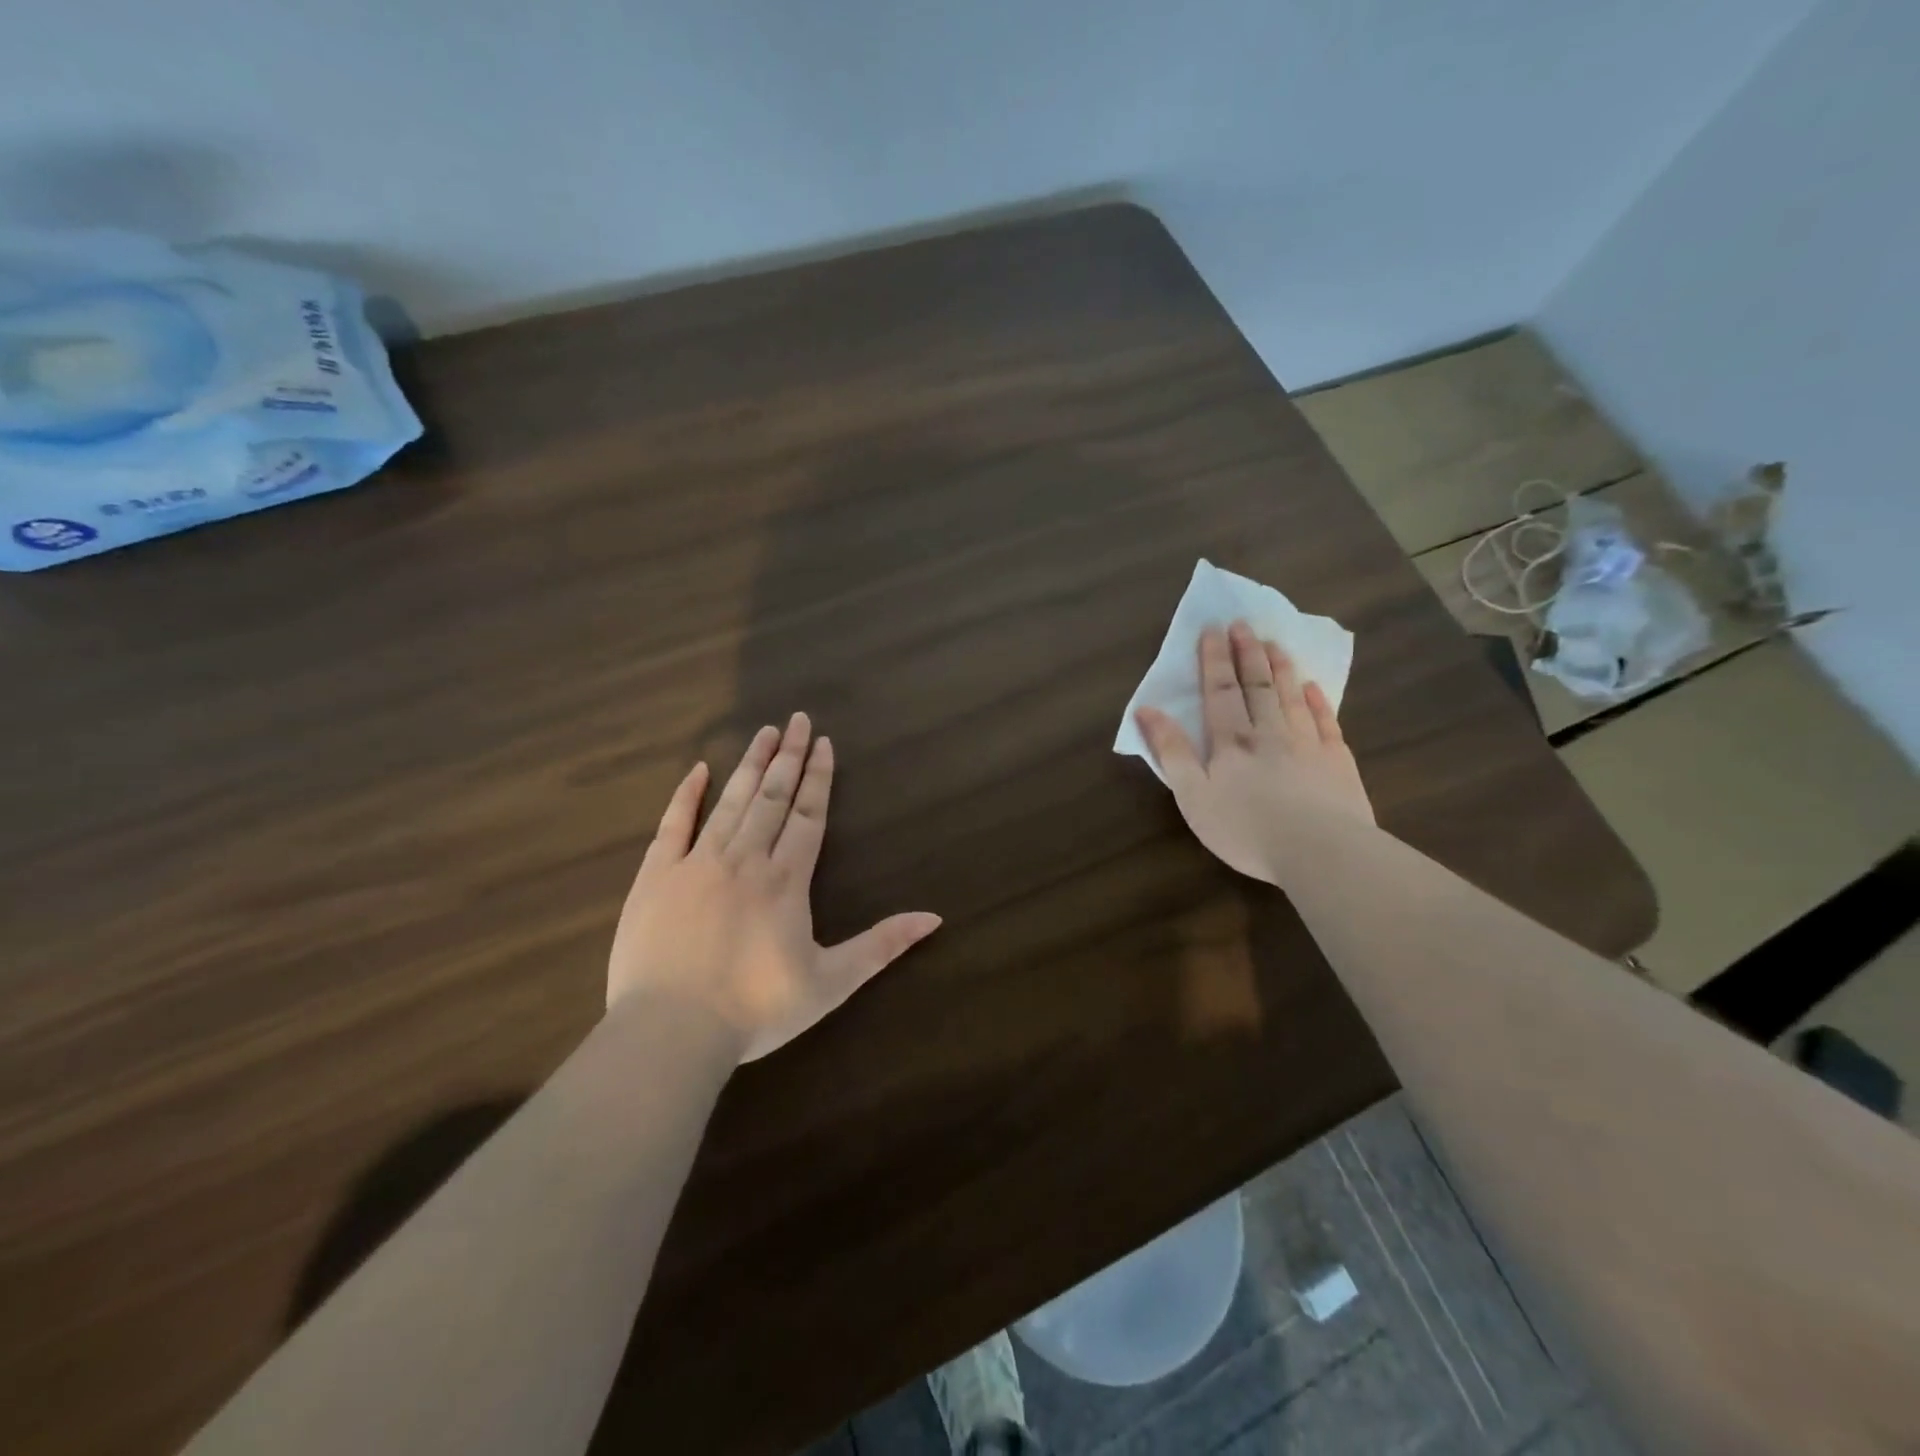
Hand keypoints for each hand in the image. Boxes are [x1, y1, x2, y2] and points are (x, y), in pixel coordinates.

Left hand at [608, 713, 940, 1060]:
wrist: (670, 1032)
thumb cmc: (756, 1009)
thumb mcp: (831, 983)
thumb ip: (881, 945)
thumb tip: (934, 919)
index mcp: (786, 879)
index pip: (808, 815)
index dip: (818, 778)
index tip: (823, 743)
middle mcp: (745, 858)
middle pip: (773, 797)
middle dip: (788, 756)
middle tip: (797, 718)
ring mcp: (697, 863)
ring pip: (731, 801)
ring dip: (750, 765)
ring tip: (764, 732)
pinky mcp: (655, 876)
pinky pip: (673, 825)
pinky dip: (687, 795)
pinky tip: (698, 770)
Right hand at [1136, 620, 1372, 883]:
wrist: (1319, 851)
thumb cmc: (1245, 828)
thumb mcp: (1192, 795)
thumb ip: (1171, 751)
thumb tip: (1146, 710)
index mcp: (1231, 741)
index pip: (1220, 690)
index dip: (1215, 659)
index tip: (1213, 629)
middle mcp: (1269, 733)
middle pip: (1257, 685)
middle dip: (1247, 653)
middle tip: (1243, 624)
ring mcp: (1307, 744)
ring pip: (1291, 697)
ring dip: (1281, 668)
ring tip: (1275, 644)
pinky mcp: (1338, 762)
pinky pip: (1326, 722)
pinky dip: (1318, 702)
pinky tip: (1314, 688)